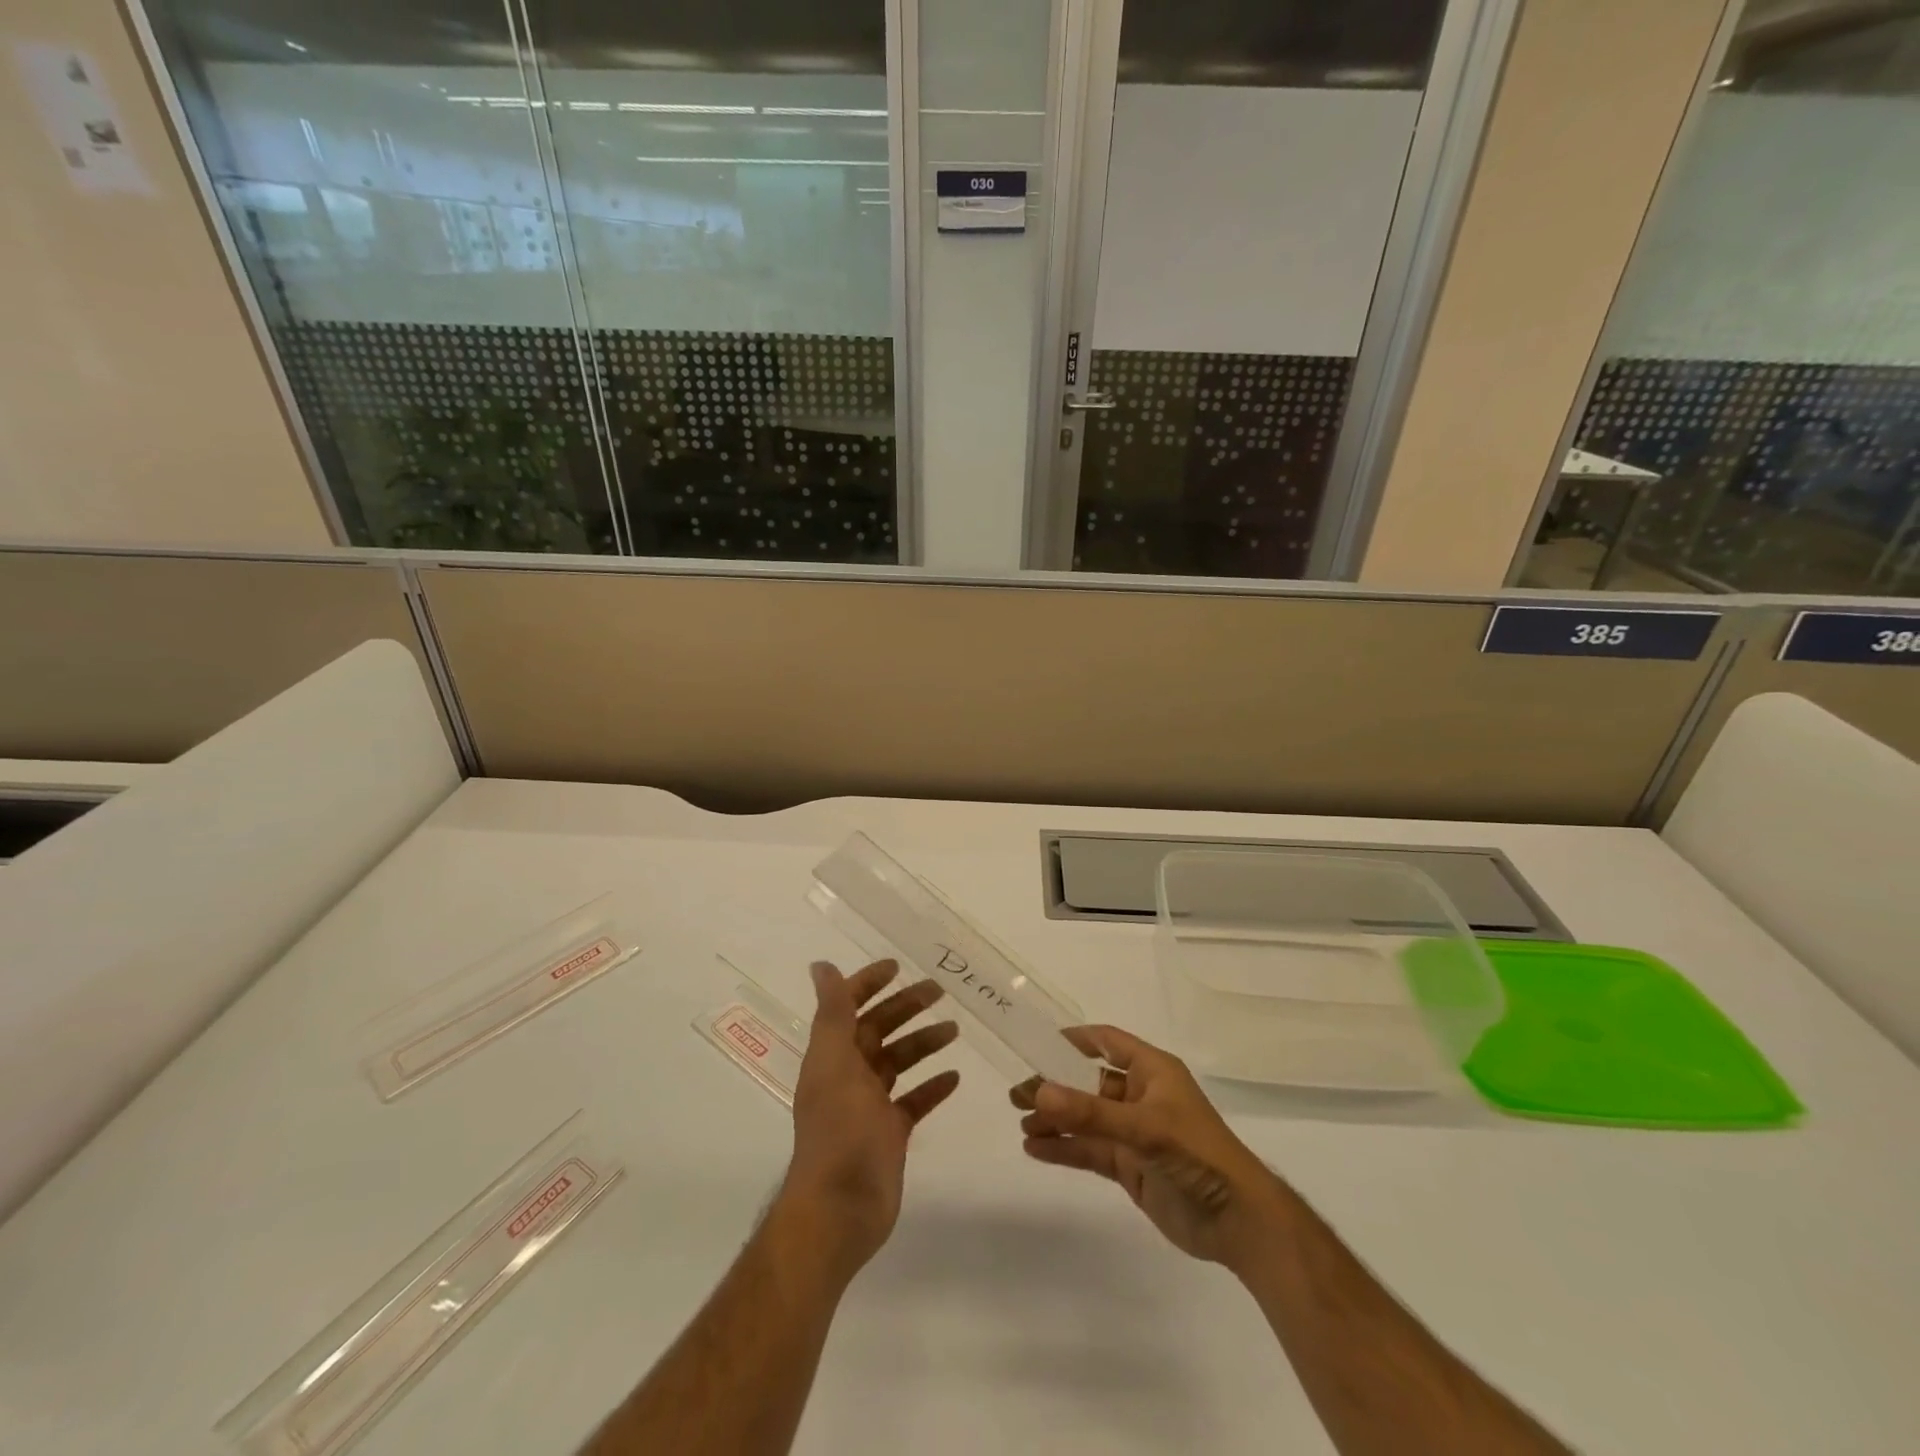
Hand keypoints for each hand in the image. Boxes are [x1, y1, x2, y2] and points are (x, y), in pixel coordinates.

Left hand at [781, 960, 960, 1281]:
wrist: (840, 1208)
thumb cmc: (838, 1130)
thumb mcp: (834, 1063)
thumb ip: (832, 1014)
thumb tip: (820, 965)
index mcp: (832, 1055)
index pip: (849, 1007)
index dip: (869, 984)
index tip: (898, 966)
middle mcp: (849, 1074)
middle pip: (879, 1029)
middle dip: (906, 1007)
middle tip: (939, 990)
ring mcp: (870, 1106)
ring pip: (899, 1062)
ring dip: (924, 1042)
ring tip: (954, 1029)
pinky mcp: (890, 1133)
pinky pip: (914, 1101)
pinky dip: (932, 1087)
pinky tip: (954, 1077)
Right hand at [1013, 1026, 1283, 1272]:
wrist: (1239, 1222)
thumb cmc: (1197, 1155)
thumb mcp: (1144, 1127)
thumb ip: (1091, 1112)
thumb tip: (1040, 1091)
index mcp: (1152, 1071)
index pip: (1107, 1042)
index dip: (1074, 1040)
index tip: (1037, 1043)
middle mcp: (1141, 1096)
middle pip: (1088, 1083)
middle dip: (1055, 1086)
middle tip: (1017, 1093)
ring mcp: (1134, 1133)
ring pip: (1086, 1118)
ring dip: (1055, 1119)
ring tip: (1022, 1123)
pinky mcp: (1130, 1166)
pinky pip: (1090, 1150)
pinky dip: (1064, 1148)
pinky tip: (1036, 1149)